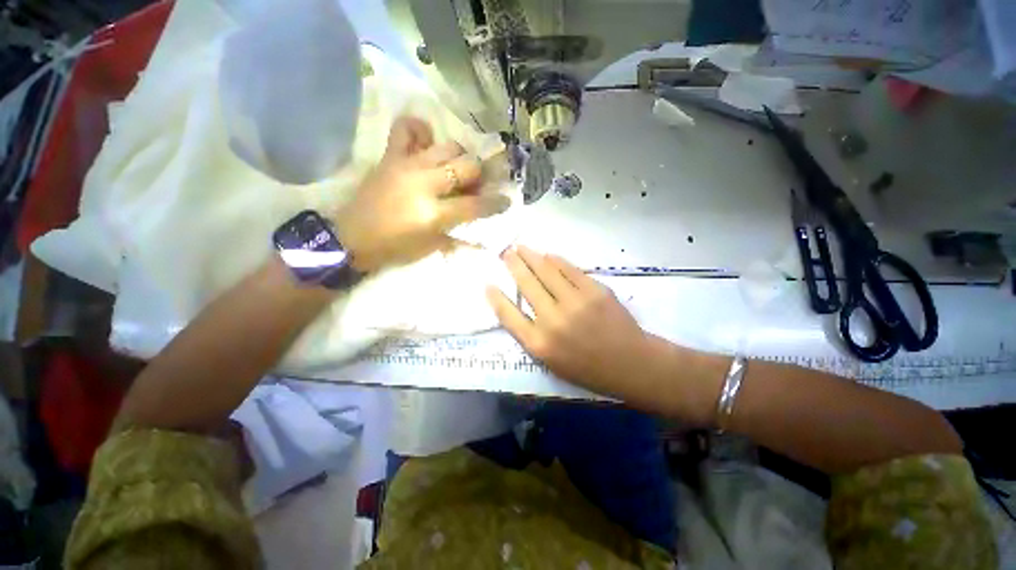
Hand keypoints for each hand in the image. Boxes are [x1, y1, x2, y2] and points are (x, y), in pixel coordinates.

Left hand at [334, 116, 509, 271]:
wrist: (352, 238)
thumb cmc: (395, 248)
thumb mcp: (431, 247)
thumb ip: (457, 234)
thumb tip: (479, 229)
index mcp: (434, 213)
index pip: (475, 204)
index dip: (496, 203)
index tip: (506, 200)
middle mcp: (425, 183)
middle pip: (467, 166)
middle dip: (480, 175)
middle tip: (478, 184)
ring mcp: (407, 165)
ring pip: (447, 146)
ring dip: (459, 157)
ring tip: (457, 168)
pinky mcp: (391, 156)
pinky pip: (407, 129)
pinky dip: (421, 131)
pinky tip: (428, 144)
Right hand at [486, 246, 664, 402]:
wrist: (631, 364)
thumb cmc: (588, 368)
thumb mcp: (551, 362)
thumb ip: (532, 336)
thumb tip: (520, 305)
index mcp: (539, 344)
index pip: (508, 315)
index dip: (496, 298)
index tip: (488, 284)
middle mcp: (553, 321)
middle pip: (526, 285)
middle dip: (513, 265)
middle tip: (505, 253)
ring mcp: (575, 303)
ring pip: (546, 272)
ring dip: (531, 256)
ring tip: (520, 247)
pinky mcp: (595, 291)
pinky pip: (570, 270)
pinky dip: (556, 260)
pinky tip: (547, 254)